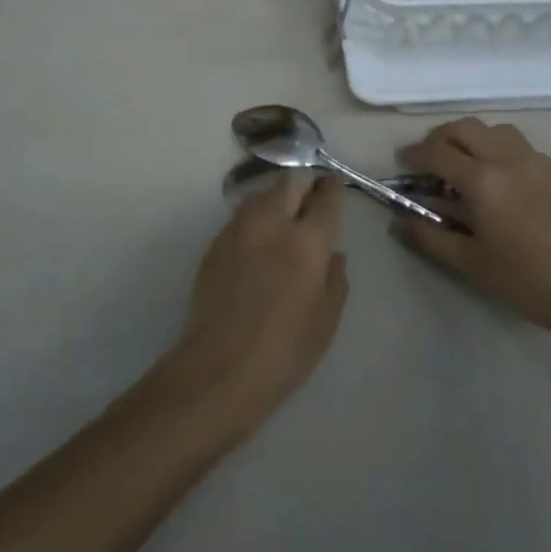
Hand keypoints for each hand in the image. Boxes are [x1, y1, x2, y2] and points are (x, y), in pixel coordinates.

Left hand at [165, 173, 347, 431]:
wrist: (219, 368)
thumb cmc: (284, 351)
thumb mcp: (326, 321)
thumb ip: (334, 279)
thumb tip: (333, 254)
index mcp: (306, 241)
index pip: (324, 198)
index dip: (332, 188)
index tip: (334, 184)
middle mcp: (272, 223)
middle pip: (289, 182)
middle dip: (302, 185)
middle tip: (308, 200)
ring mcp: (239, 228)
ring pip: (262, 194)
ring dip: (276, 199)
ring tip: (282, 221)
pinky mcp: (216, 242)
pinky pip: (241, 217)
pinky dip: (255, 220)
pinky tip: (256, 245)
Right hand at [393, 117, 550, 333]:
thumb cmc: (525, 279)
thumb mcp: (470, 264)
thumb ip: (429, 239)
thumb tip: (397, 224)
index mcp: (481, 180)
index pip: (437, 152)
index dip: (415, 154)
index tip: (404, 162)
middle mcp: (505, 158)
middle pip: (464, 128)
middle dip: (441, 138)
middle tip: (431, 158)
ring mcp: (535, 160)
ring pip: (494, 129)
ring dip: (473, 138)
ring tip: (467, 162)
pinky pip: (519, 144)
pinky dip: (500, 148)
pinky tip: (502, 177)